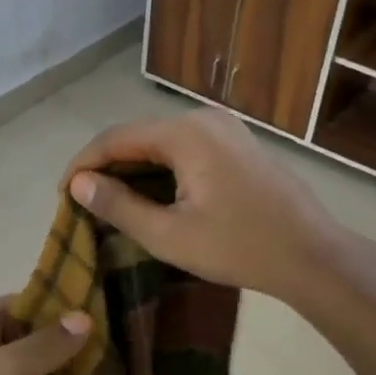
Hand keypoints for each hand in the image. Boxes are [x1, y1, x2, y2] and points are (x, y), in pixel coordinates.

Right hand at [63, 108, 375, 303]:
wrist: (312, 256)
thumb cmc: (238, 247)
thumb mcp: (168, 235)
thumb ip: (118, 205)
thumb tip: (79, 184)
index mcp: (185, 134)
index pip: (116, 138)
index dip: (84, 164)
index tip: (62, 194)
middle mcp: (204, 118)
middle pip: (138, 136)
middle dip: (107, 166)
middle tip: (84, 200)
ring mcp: (225, 129)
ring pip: (162, 142)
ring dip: (133, 168)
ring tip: (110, 200)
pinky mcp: (238, 144)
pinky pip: (185, 148)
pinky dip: (160, 168)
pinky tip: (152, 194)